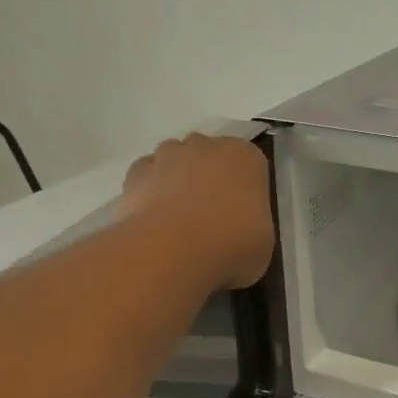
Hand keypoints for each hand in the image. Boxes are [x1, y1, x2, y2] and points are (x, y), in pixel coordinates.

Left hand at [122, 134, 274, 288]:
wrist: (172, 251)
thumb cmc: (232, 244)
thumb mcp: (262, 243)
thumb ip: (251, 226)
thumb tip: (238, 234)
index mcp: (245, 157)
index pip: (250, 164)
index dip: (244, 189)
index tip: (242, 214)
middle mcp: (207, 146)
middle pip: (209, 155)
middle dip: (208, 177)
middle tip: (211, 217)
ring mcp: (167, 156)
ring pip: (174, 160)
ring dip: (177, 180)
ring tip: (178, 220)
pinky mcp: (135, 173)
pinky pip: (146, 177)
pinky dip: (149, 192)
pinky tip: (153, 221)